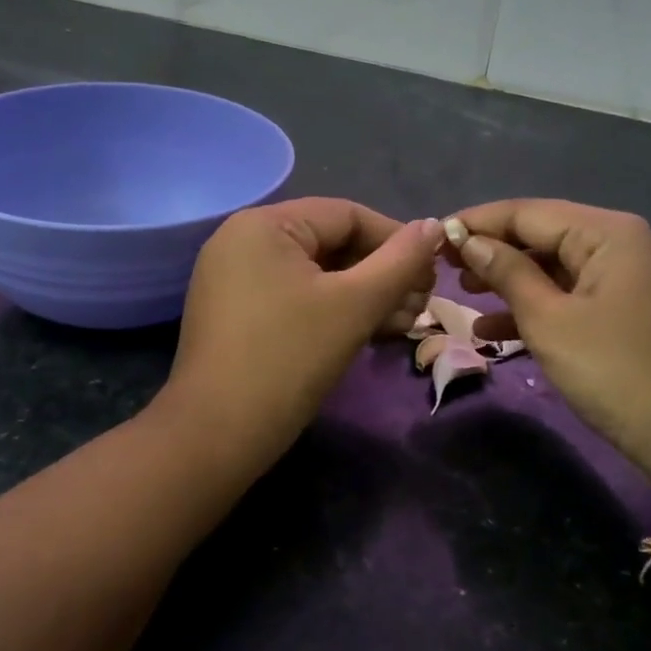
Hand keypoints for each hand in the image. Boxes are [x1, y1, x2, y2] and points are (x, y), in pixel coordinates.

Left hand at [158, 199, 442, 473]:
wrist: (216, 436)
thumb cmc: (289, 358)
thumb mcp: (355, 305)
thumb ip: (401, 261)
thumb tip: (434, 226)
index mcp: (264, 224)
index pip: (346, 215)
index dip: (396, 240)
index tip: (432, 274)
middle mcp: (243, 240)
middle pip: (331, 243)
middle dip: (382, 274)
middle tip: (421, 306)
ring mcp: (235, 279)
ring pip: (316, 274)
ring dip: (364, 296)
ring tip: (404, 324)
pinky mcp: (236, 314)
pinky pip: (295, 297)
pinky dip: (333, 310)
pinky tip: (370, 332)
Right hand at [446, 200, 650, 497]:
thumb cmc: (614, 371)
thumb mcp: (549, 320)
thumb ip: (507, 273)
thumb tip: (469, 241)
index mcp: (607, 233)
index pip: (528, 212)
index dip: (478, 222)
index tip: (434, 236)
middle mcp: (620, 245)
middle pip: (542, 236)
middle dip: (492, 251)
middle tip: (444, 268)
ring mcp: (625, 280)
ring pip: (553, 269)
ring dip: (508, 282)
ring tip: (462, 293)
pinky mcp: (625, 313)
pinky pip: (570, 297)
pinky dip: (534, 310)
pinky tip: (492, 332)